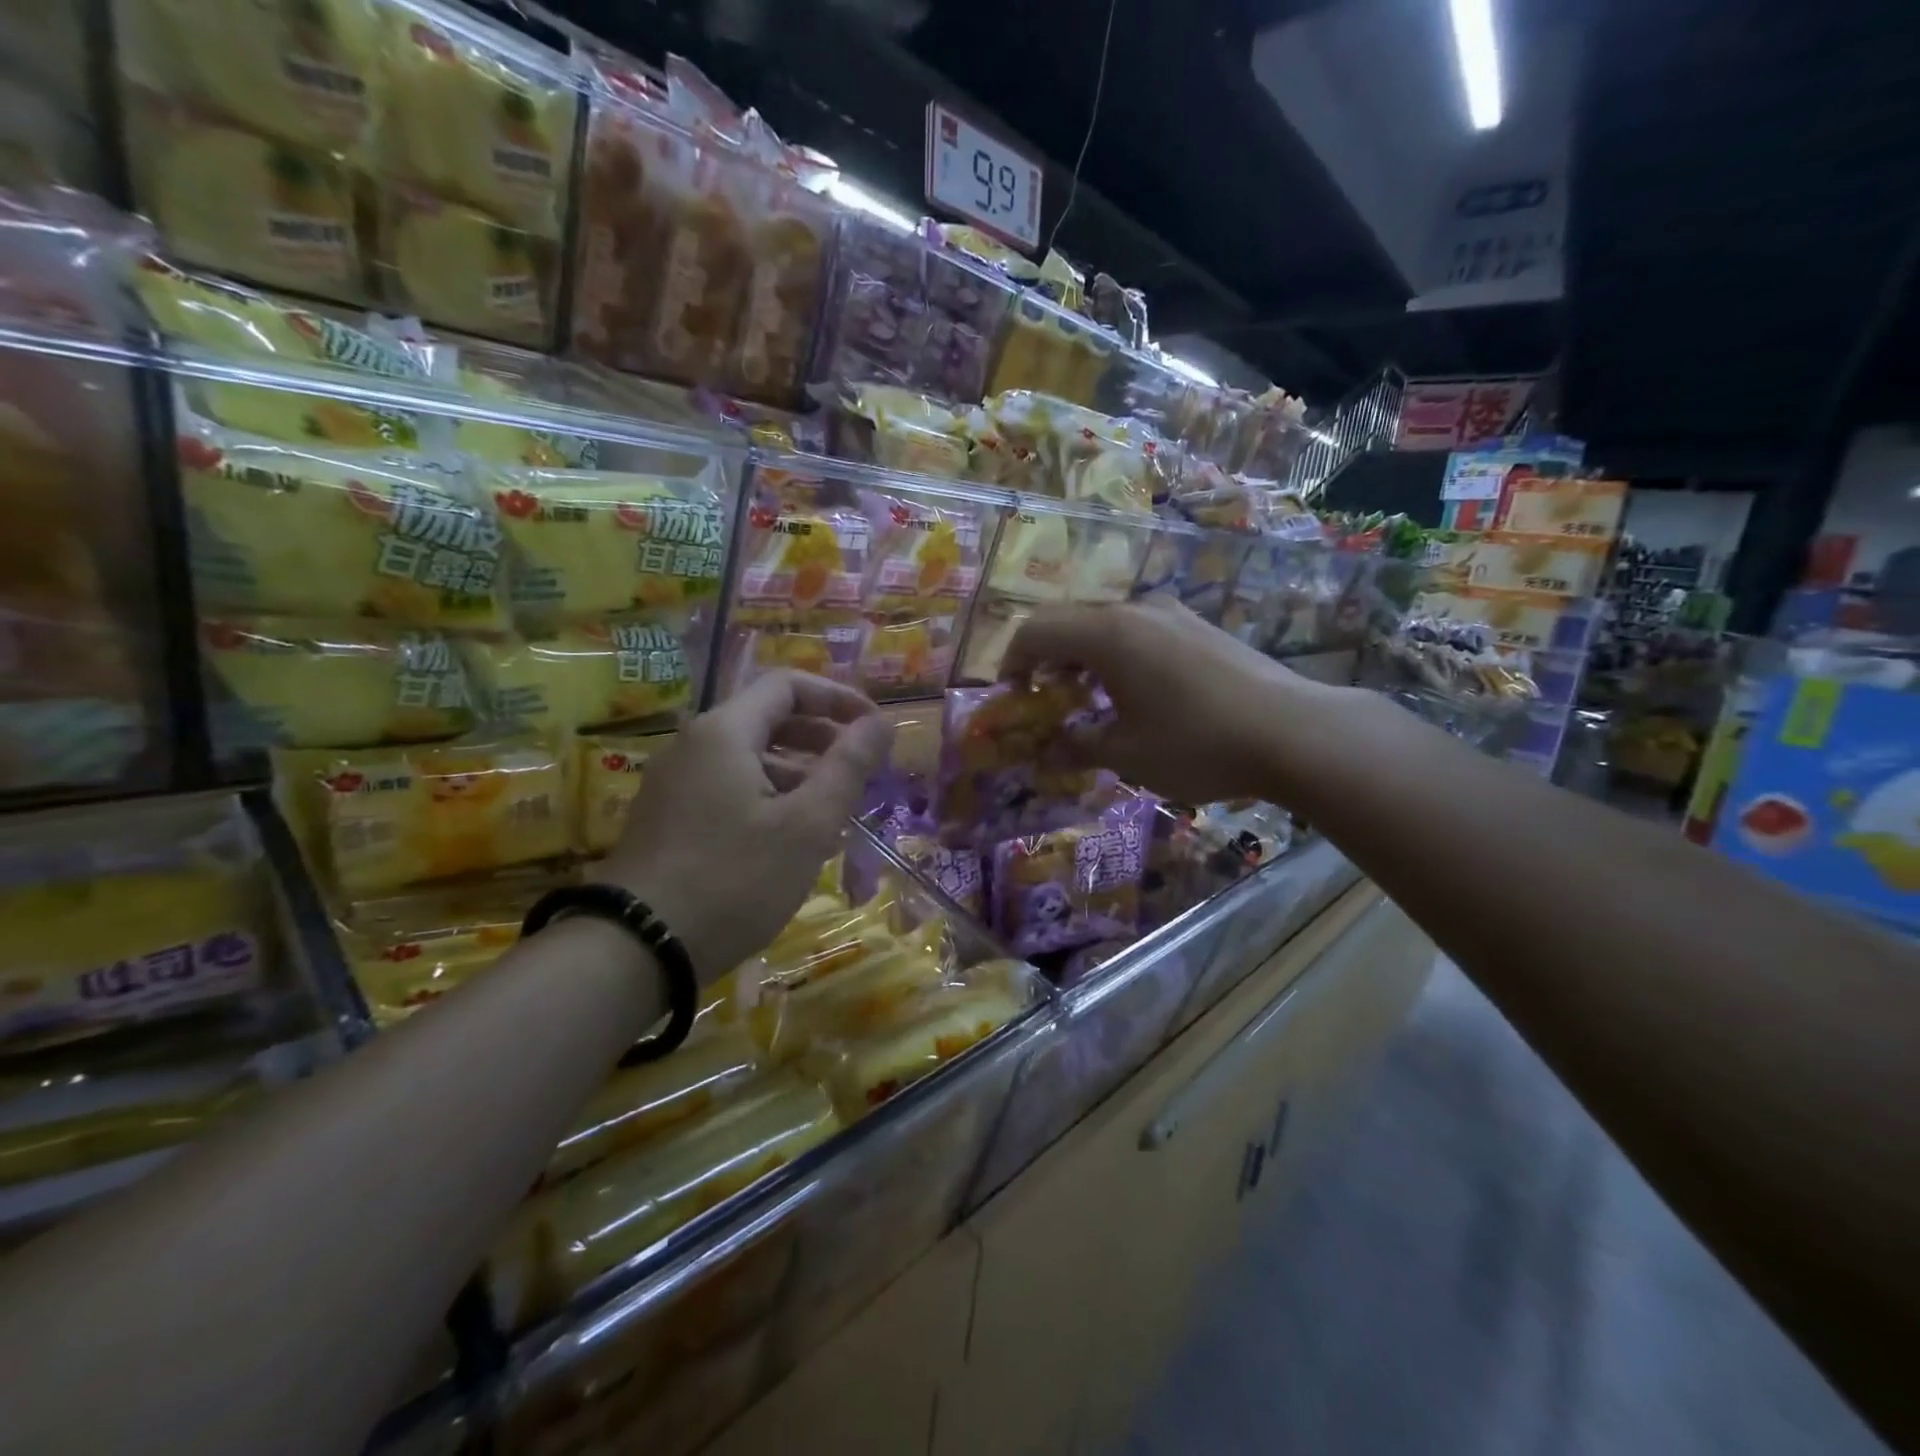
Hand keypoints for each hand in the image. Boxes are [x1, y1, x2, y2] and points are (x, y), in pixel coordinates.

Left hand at [601, 671, 893, 983]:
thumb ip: (848, 766)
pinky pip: (729, 788)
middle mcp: (694, 745)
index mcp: (724, 732)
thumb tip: (881, 721)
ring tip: (835, 813)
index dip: (838, 698)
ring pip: (749, 758)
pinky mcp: (669, 818)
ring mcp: (676, 783)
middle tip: (860, 772)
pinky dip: (769, 798)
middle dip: (821, 738)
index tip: (874, 728)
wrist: (637, 950)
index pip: (788, 685)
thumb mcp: (806, 824)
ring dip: (798, 773)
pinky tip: (792, 840)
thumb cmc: (734, 879)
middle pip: (768, 719)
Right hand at [1005, 596, 1346, 805]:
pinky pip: (1140, 631)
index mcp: (1106, 633)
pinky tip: (1136, 694)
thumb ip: (1077, 747)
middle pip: (1069, 622)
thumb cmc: (1196, 743)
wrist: (1294, 732)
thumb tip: (1046, 752)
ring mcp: (1173, 613)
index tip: (1014, 698)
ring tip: (1089, 700)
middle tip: (1048, 702)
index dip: (1013, 662)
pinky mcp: (1199, 627)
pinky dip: (1118, 656)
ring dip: (1083, 658)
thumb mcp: (1126, 754)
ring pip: (1106, 625)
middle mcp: (1136, 610)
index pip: (1035, 631)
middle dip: (1047, 660)